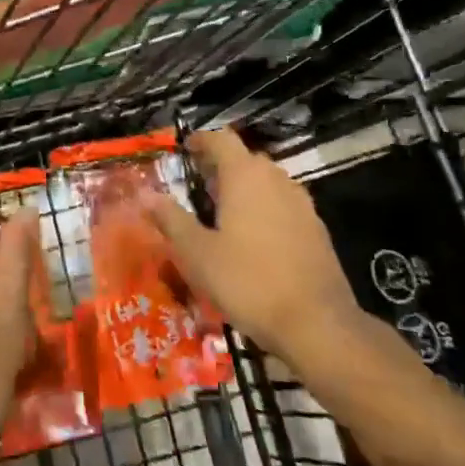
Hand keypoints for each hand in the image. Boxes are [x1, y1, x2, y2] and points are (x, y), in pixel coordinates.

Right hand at [142, 128, 366, 358]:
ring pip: (267, 182)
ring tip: (223, 213)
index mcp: (244, 175)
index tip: (185, 150)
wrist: (319, 325)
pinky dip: (265, 210)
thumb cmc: (249, 281)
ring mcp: (301, 204)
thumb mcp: (197, 253)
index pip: (221, 140)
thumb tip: (145, 194)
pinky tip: (254, 240)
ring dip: (244, 189)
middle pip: (245, 159)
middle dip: (221, 166)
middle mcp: (275, 179)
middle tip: (198, 185)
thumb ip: (171, 219)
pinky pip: (283, 206)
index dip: (201, 141)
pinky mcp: (317, 230)